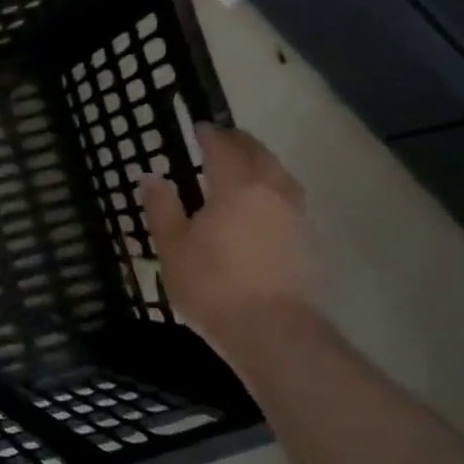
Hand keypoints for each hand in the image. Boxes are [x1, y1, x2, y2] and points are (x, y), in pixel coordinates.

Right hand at [136, 126, 319, 348]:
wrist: (276, 335)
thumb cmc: (213, 286)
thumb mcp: (172, 247)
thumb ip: (162, 207)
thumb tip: (151, 176)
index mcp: (236, 185)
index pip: (222, 146)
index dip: (209, 134)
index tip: (198, 128)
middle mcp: (273, 190)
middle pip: (258, 153)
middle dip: (238, 142)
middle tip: (220, 141)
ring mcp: (299, 215)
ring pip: (280, 174)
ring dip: (261, 164)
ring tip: (243, 170)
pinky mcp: (312, 241)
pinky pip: (291, 200)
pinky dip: (274, 191)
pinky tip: (263, 209)